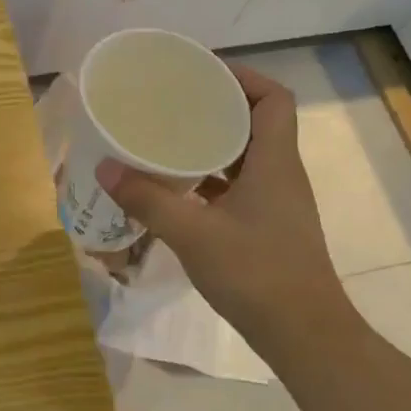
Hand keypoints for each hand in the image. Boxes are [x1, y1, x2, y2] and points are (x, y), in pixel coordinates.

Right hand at [98, 63, 352, 346]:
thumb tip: (104, 167)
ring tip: (168, 137)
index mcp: (274, 162)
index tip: (202, 74)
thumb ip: (148, 199)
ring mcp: (276, 202)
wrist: (305, 337)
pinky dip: (211, 177)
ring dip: (212, 143)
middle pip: (256, 122)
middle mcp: (281, 174)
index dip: (243, 77)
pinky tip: (177, 187)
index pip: (273, 99)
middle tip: (173, 102)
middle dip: (217, 107)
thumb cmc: (256, 275)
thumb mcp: (193, 234)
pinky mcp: (267, 226)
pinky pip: (238, 185)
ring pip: (246, 156)